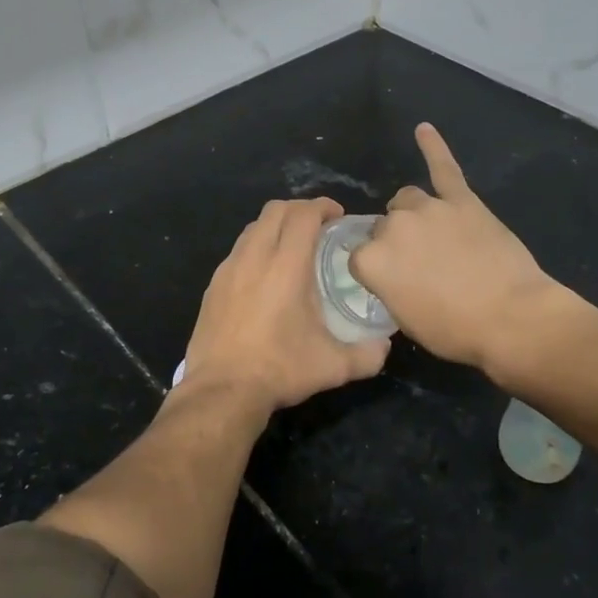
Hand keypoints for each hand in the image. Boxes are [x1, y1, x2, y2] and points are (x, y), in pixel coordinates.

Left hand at [179, 197, 391, 413]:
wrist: (221, 390)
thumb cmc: (279, 370)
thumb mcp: (333, 367)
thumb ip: (367, 355)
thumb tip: (385, 346)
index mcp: (286, 266)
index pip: (303, 215)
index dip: (322, 206)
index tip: (337, 215)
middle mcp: (254, 257)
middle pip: (275, 210)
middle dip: (299, 209)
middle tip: (318, 226)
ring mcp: (228, 269)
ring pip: (252, 228)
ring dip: (274, 227)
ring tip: (291, 247)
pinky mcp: (212, 285)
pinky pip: (237, 251)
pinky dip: (255, 248)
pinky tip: (264, 276)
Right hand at [349, 123, 558, 373]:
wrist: (512, 318)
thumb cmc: (455, 330)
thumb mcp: (405, 319)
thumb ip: (389, 285)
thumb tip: (393, 271)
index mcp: (372, 260)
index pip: (360, 256)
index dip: (377, 270)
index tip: (394, 282)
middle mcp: (393, 226)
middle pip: (384, 226)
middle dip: (397, 242)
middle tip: (422, 266)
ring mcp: (429, 208)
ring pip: (408, 199)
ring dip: (414, 213)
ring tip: (434, 234)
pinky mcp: (462, 200)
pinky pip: (443, 167)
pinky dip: (433, 147)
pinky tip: (423, 129)